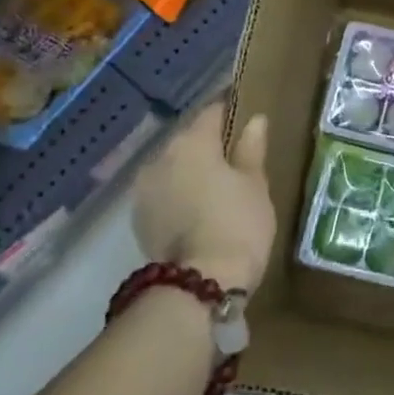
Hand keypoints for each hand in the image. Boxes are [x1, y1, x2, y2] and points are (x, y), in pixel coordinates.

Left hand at [134, 104, 275, 293]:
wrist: (200, 283)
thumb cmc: (238, 224)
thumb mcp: (255, 184)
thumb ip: (252, 148)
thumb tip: (255, 120)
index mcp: (192, 141)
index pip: (213, 111)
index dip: (231, 113)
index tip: (246, 120)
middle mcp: (161, 156)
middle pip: (189, 139)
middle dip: (209, 145)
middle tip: (235, 160)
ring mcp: (144, 188)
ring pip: (173, 167)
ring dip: (190, 171)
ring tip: (215, 188)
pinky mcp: (138, 218)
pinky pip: (163, 193)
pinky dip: (177, 195)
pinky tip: (196, 210)